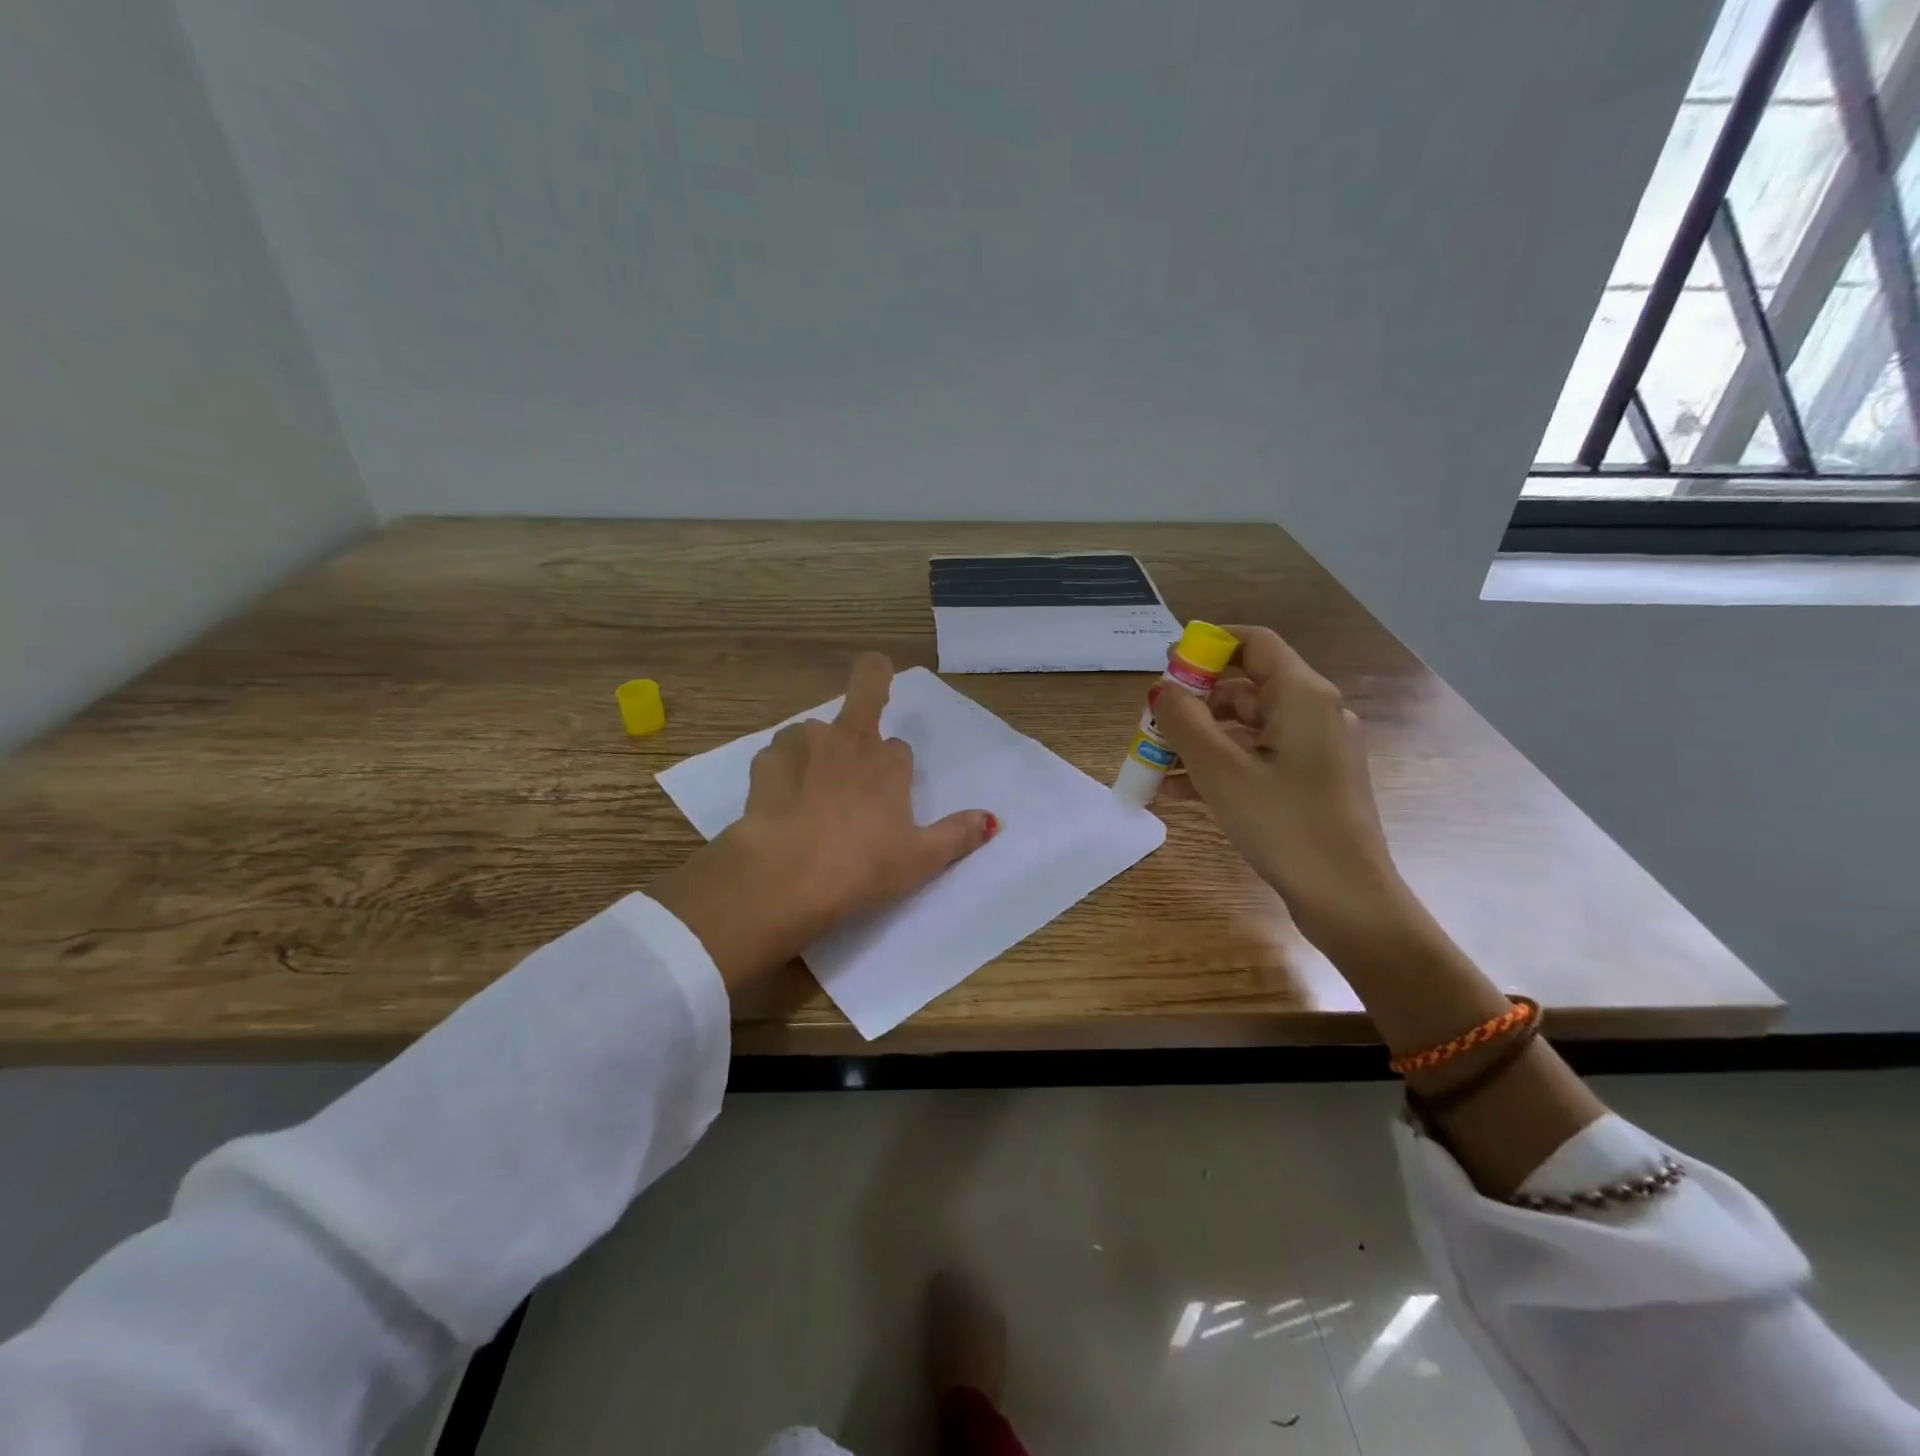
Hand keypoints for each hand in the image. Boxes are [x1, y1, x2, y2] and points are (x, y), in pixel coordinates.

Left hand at [652, 654, 997, 988]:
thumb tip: (992, 820)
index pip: (899, 749)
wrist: (785, 879)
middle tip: (873, 679)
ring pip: (815, 732)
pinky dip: (782, 770)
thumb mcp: (920, 860)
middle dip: (872, 680)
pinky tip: (781, 803)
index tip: (891, 796)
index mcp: (887, 762)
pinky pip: (778, 755)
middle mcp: (846, 739)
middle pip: (864, 693)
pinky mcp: (764, 761)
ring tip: (811, 791)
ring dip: (818, 749)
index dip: (896, 769)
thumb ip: (957, 835)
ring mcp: (801, 745)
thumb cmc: (861, 868)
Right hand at [1153, 625, 1405, 948]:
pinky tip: (1176, 790)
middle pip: (1245, 688)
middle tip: (1151, 723)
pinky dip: (1220, 766)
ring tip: (1153, 762)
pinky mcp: (1310, 782)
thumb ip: (1184, 723)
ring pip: (1246, 728)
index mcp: (1302, 696)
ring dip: (1199, 740)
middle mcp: (1314, 713)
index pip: (1254, 643)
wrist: (1347, 899)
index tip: (1167, 663)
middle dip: (1193, 702)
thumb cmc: (1285, 825)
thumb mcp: (1222, 771)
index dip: (1208, 645)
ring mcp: (1315, 750)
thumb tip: (1161, 690)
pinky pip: (1257, 759)